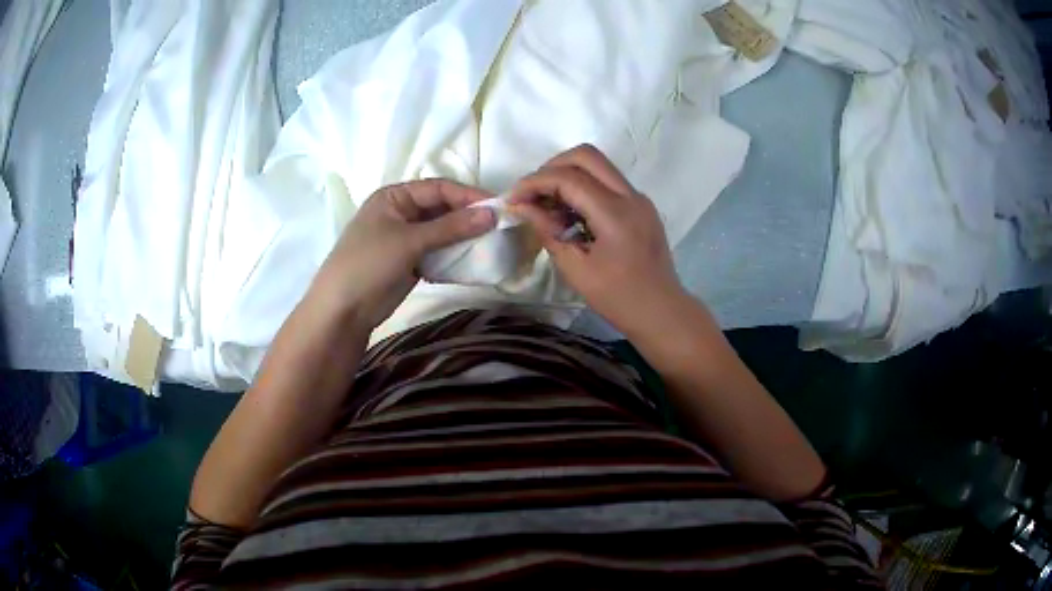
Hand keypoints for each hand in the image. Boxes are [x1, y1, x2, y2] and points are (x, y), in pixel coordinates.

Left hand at [310, 179, 495, 330]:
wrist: (343, 310)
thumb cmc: (369, 263)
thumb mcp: (410, 241)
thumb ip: (451, 227)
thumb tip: (492, 214)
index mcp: (395, 196)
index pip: (439, 188)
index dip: (468, 196)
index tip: (498, 207)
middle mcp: (401, 212)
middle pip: (442, 208)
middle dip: (468, 217)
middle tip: (499, 227)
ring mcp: (405, 238)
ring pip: (442, 232)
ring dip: (464, 238)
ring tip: (491, 244)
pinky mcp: (410, 261)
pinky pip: (438, 252)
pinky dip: (454, 256)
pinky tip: (472, 261)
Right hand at [509, 144, 688, 336]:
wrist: (662, 311)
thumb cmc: (618, 298)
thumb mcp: (575, 270)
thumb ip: (548, 232)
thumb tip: (522, 207)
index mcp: (614, 214)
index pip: (568, 178)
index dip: (535, 182)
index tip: (513, 199)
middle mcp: (630, 196)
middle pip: (586, 155)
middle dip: (551, 167)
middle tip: (532, 193)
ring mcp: (639, 198)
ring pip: (598, 165)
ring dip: (567, 174)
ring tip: (548, 204)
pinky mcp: (640, 205)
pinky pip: (607, 181)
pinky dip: (584, 186)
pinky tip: (570, 213)